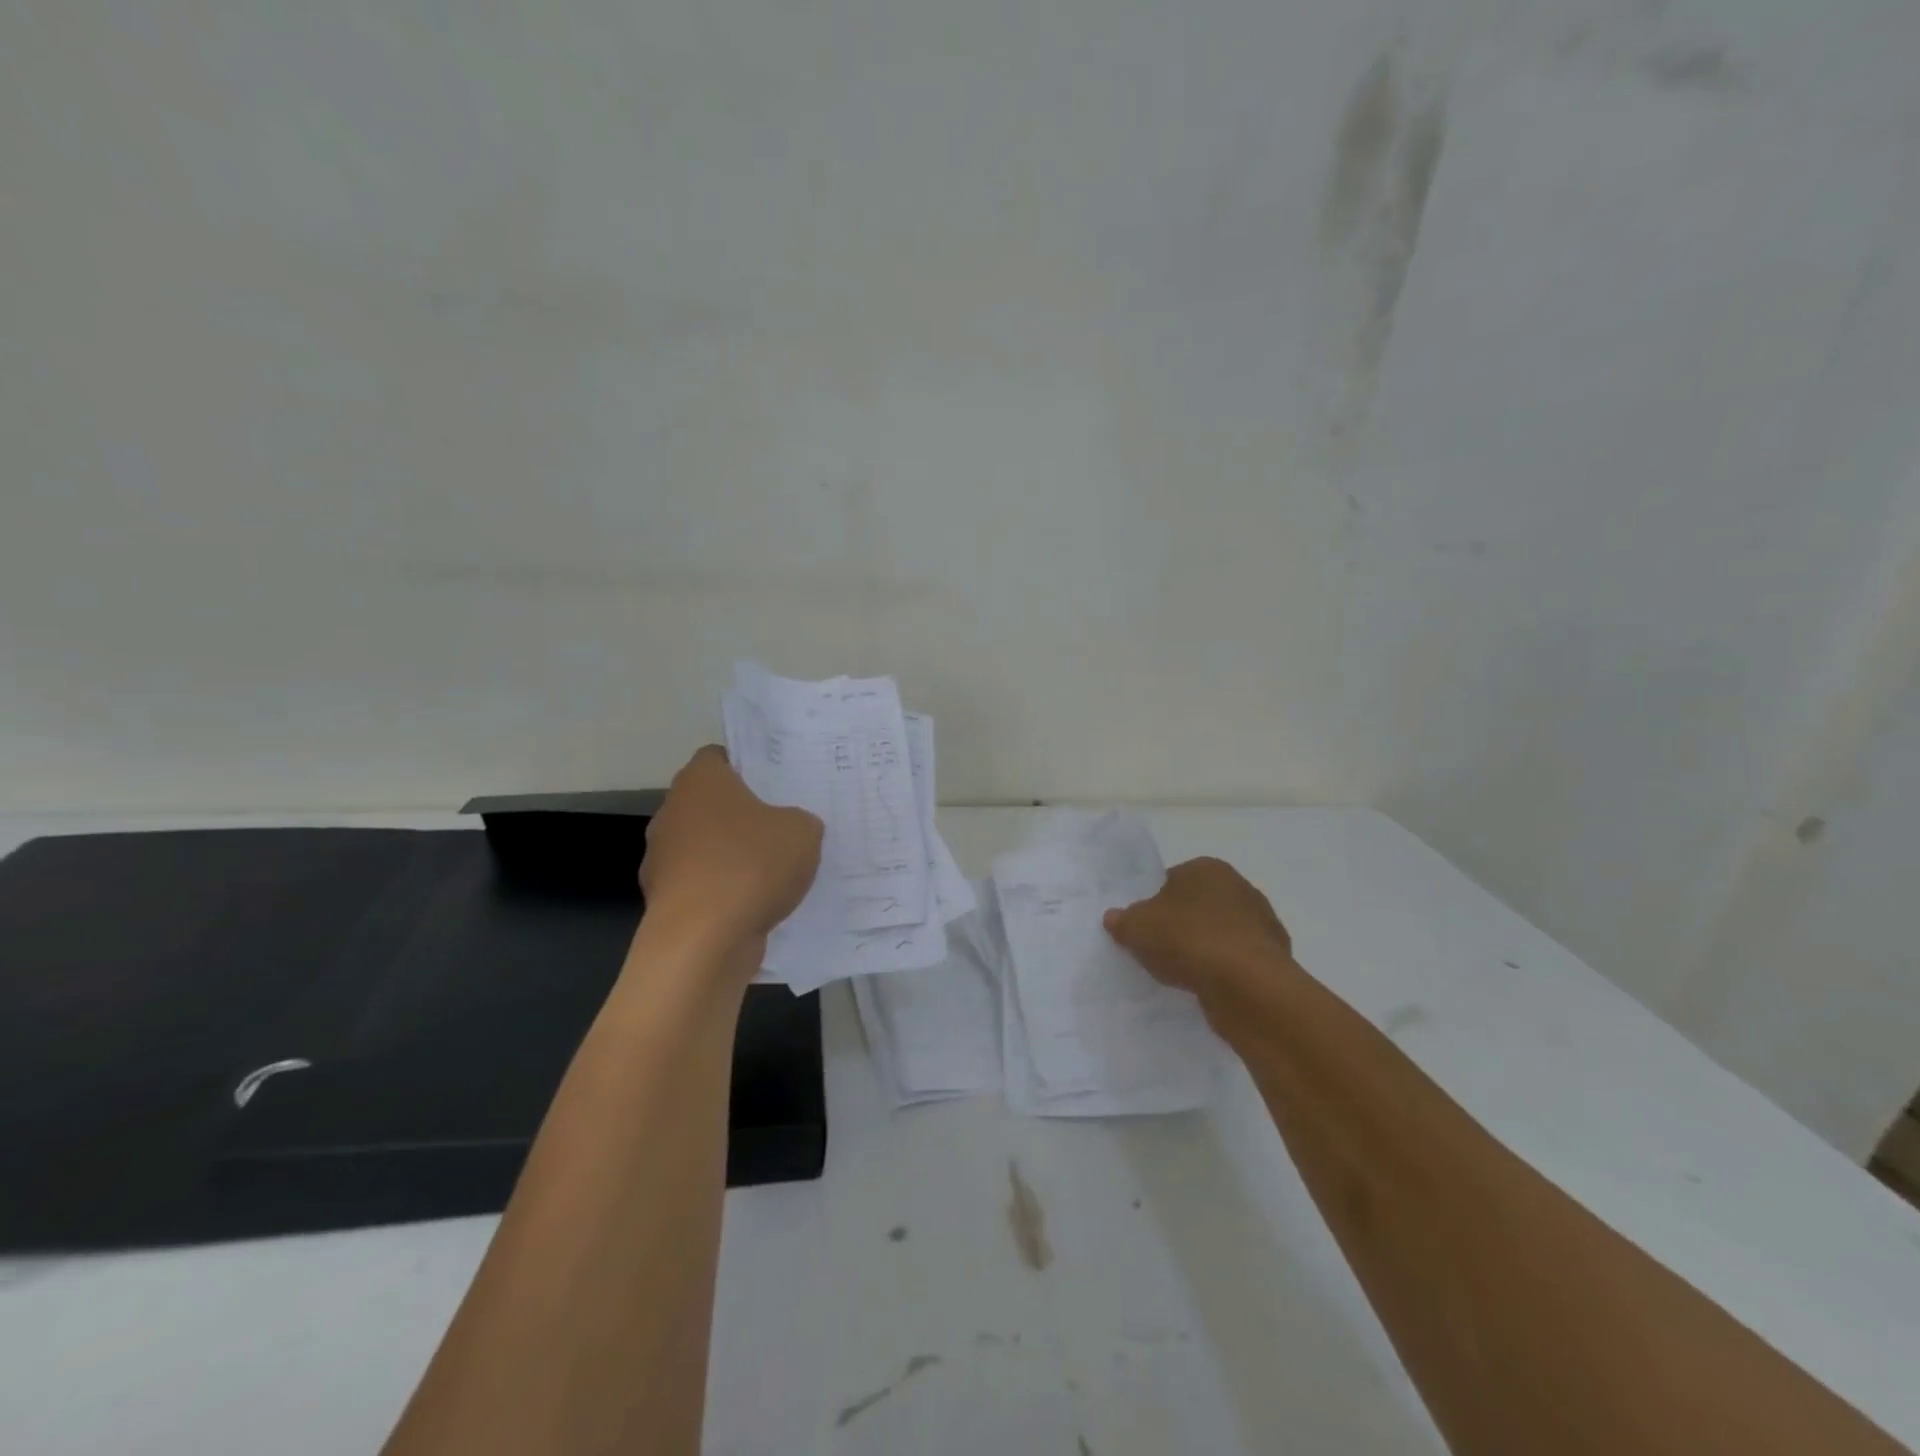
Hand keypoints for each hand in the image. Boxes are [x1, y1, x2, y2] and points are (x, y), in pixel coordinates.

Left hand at [639, 746, 823, 970]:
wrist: (702, 941)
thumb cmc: (751, 866)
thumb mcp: (803, 832)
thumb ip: (800, 821)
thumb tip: (791, 829)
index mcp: (700, 781)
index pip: (719, 757)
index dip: (748, 766)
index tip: (776, 783)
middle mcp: (672, 812)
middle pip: (711, 804)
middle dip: (742, 815)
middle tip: (782, 825)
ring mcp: (662, 859)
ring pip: (705, 846)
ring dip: (731, 856)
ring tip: (774, 872)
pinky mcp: (665, 900)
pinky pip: (703, 885)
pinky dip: (723, 892)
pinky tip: (755, 906)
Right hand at [1103, 857, 1292, 997]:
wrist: (1246, 985)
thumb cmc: (1187, 940)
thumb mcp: (1137, 928)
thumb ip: (1123, 920)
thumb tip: (1113, 917)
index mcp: (1207, 868)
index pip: (1171, 880)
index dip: (1153, 904)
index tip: (1143, 928)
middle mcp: (1240, 887)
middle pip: (1198, 906)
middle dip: (1181, 925)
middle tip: (1159, 951)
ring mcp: (1262, 923)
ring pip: (1220, 934)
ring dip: (1204, 950)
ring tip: (1183, 974)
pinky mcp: (1274, 958)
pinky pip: (1237, 961)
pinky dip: (1224, 972)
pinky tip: (1208, 987)